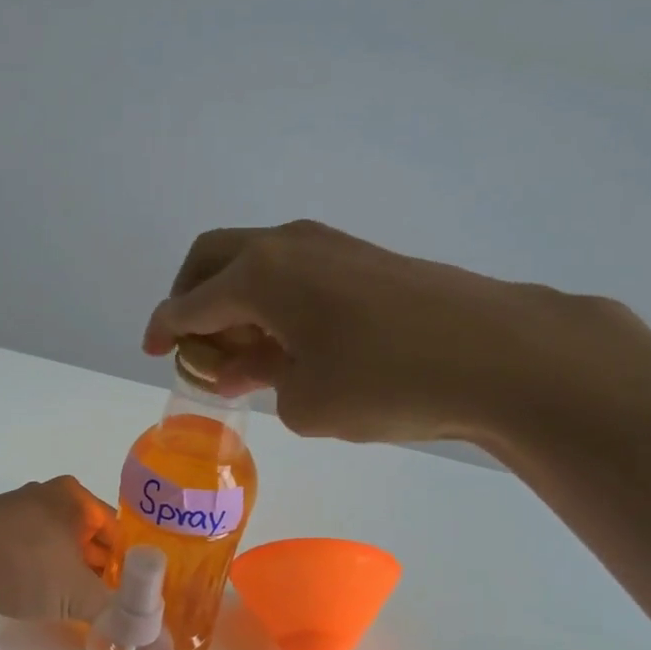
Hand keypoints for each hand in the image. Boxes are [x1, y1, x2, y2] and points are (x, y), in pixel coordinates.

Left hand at [0, 477, 115, 623]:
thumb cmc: (28, 568)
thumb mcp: (80, 595)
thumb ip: (114, 608)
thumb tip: (136, 625)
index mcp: (73, 496)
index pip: (113, 529)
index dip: (122, 562)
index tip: (122, 592)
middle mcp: (44, 492)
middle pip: (82, 532)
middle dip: (92, 565)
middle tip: (97, 600)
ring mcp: (11, 506)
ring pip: (51, 539)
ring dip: (61, 567)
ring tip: (64, 601)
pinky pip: (22, 545)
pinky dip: (32, 566)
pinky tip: (28, 592)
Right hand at [144, 220, 650, 447]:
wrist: (499, 355)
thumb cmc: (386, 382)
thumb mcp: (305, 403)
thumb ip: (264, 381)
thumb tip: (259, 365)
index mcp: (259, 275)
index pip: (190, 301)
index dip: (164, 328)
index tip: (151, 350)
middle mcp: (287, 246)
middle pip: (214, 258)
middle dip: (191, 298)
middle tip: (191, 344)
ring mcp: (331, 247)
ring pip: (257, 264)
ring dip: (236, 302)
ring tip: (241, 356)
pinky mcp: (365, 260)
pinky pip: (295, 274)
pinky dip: (274, 303)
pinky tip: (289, 344)